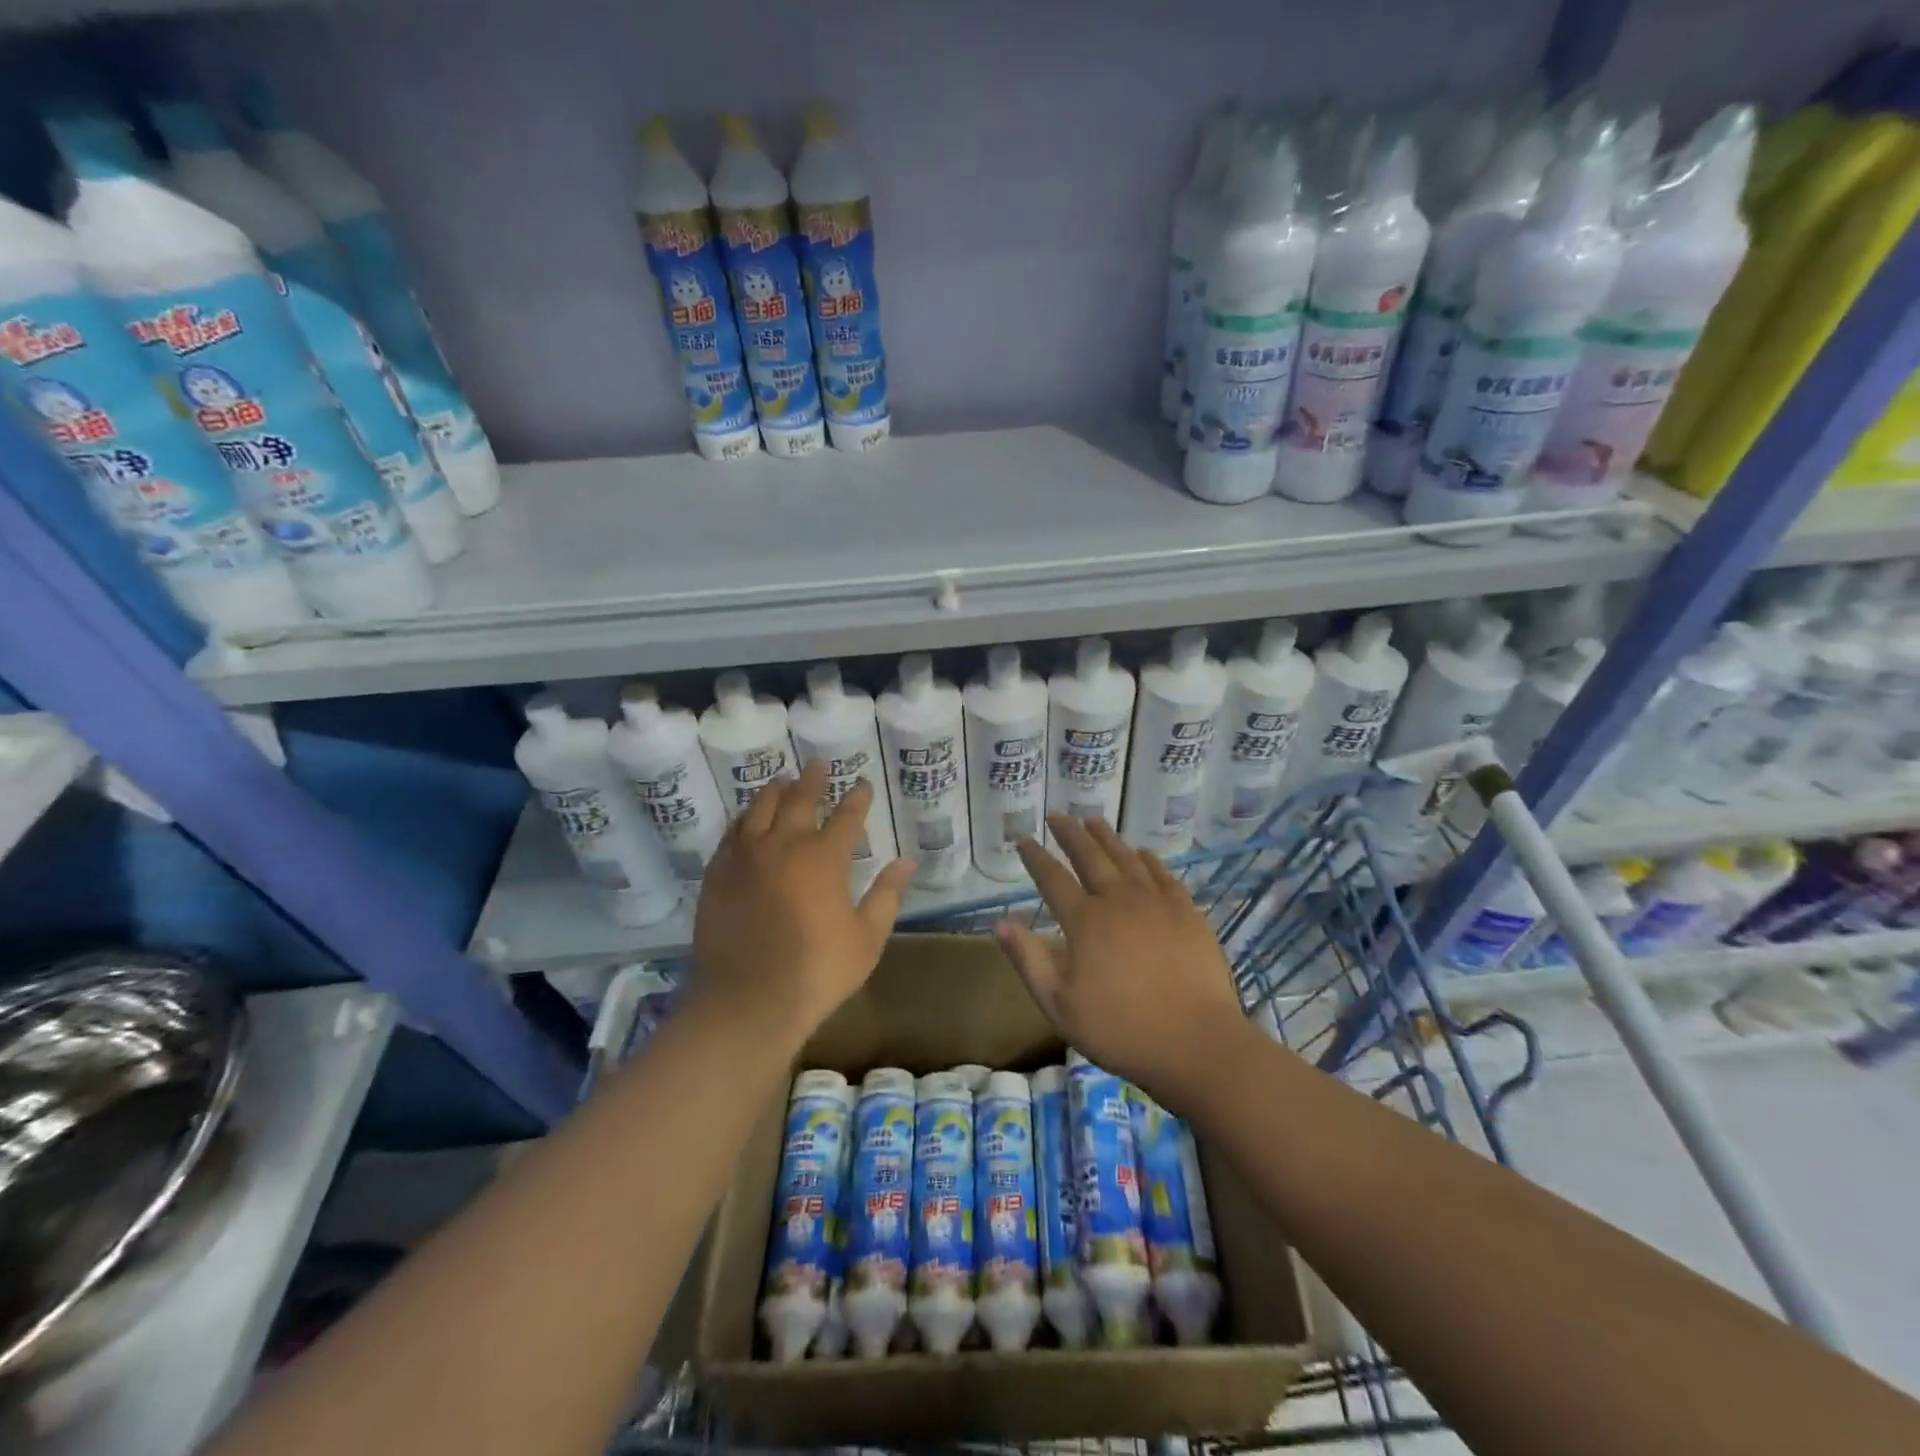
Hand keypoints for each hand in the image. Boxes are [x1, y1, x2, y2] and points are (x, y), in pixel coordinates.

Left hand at [690, 761, 915, 1045]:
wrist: (747, 1001)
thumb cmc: (817, 972)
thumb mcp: (866, 938)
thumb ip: (886, 895)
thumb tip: (907, 861)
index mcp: (824, 858)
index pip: (847, 816)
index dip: (857, 797)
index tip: (862, 784)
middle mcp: (784, 845)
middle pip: (800, 800)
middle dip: (813, 780)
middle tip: (818, 764)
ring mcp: (746, 857)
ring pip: (760, 808)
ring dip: (774, 791)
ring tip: (782, 781)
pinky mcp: (718, 874)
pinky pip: (731, 833)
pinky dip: (744, 819)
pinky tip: (747, 818)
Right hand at [994, 815, 1252, 1107]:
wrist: (1196, 1042)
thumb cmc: (1121, 1029)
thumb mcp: (1060, 1005)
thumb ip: (1028, 960)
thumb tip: (1000, 922)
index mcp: (1084, 921)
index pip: (1052, 877)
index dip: (1035, 856)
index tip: (1022, 839)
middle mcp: (1118, 900)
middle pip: (1090, 855)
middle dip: (1070, 833)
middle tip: (1058, 815)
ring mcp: (1156, 902)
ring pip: (1126, 857)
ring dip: (1107, 837)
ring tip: (1093, 821)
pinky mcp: (1187, 912)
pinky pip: (1162, 873)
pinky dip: (1147, 858)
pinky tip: (1142, 852)